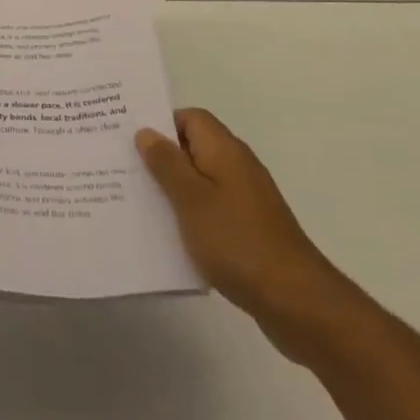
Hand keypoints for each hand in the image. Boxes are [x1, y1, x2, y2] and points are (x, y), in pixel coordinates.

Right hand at [137, 108, 351, 358]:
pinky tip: (168, 233)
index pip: (190, 117)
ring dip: (172, 188)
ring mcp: (246, 199)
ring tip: (136, 200)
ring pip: (200, 180)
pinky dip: (189, 214)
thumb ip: (166, 163)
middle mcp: (237, 167)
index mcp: (225, 150)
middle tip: (123, 168)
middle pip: (193, 147)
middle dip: (160, 156)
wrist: (296, 302)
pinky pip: (210, 208)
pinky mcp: (248, 228)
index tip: (129, 138)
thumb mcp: (191, 199)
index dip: (160, 122)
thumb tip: (147, 132)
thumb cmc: (237, 242)